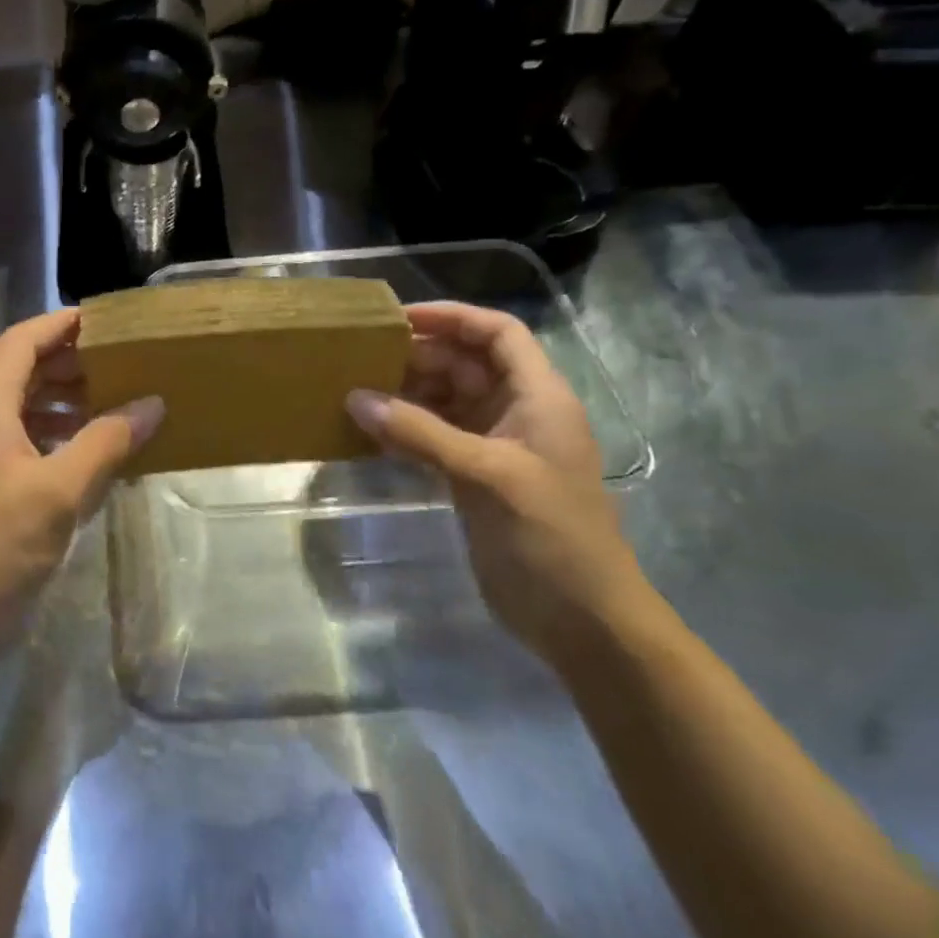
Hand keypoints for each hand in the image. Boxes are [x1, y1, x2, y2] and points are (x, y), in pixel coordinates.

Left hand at [0, 309, 164, 647]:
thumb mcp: (60, 490)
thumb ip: (106, 442)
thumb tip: (152, 404)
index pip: (21, 342)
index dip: (60, 324)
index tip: (103, 321)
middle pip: (23, 370)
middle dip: (70, 362)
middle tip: (119, 362)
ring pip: (25, 405)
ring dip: (65, 398)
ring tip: (112, 401)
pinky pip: (26, 438)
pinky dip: (58, 433)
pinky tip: (91, 448)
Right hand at [345, 301, 653, 663]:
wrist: (583, 620)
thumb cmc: (550, 535)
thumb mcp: (487, 474)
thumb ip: (420, 433)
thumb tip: (355, 398)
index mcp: (539, 396)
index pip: (498, 333)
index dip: (452, 317)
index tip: (399, 319)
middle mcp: (517, 412)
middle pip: (465, 363)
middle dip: (418, 356)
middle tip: (362, 358)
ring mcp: (495, 447)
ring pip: (445, 400)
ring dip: (406, 393)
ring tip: (356, 390)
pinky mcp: (474, 478)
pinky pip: (434, 438)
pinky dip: (405, 430)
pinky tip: (369, 432)